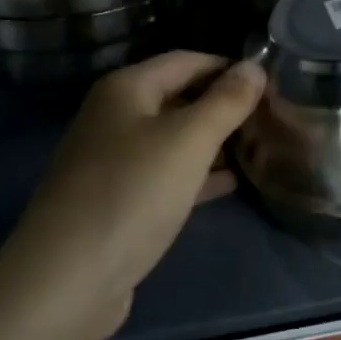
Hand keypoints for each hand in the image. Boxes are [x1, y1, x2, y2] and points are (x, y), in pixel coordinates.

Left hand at [0, 51, 265, 339]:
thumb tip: (255, 67)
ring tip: (260, 148)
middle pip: (178, 98)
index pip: (187, 60)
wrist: (68, 278)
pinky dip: (196, 175)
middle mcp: (114, 117)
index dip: (228, 67)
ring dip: (213, 142)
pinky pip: (165, 175)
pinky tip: (230, 184)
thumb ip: (226, 102)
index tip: (271, 81)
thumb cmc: (133, 192)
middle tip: (271, 117)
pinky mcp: (118, 201)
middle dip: (222, 106)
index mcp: (126, 89)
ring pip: (173, 139)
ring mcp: (112, 161)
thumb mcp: (189, 140)